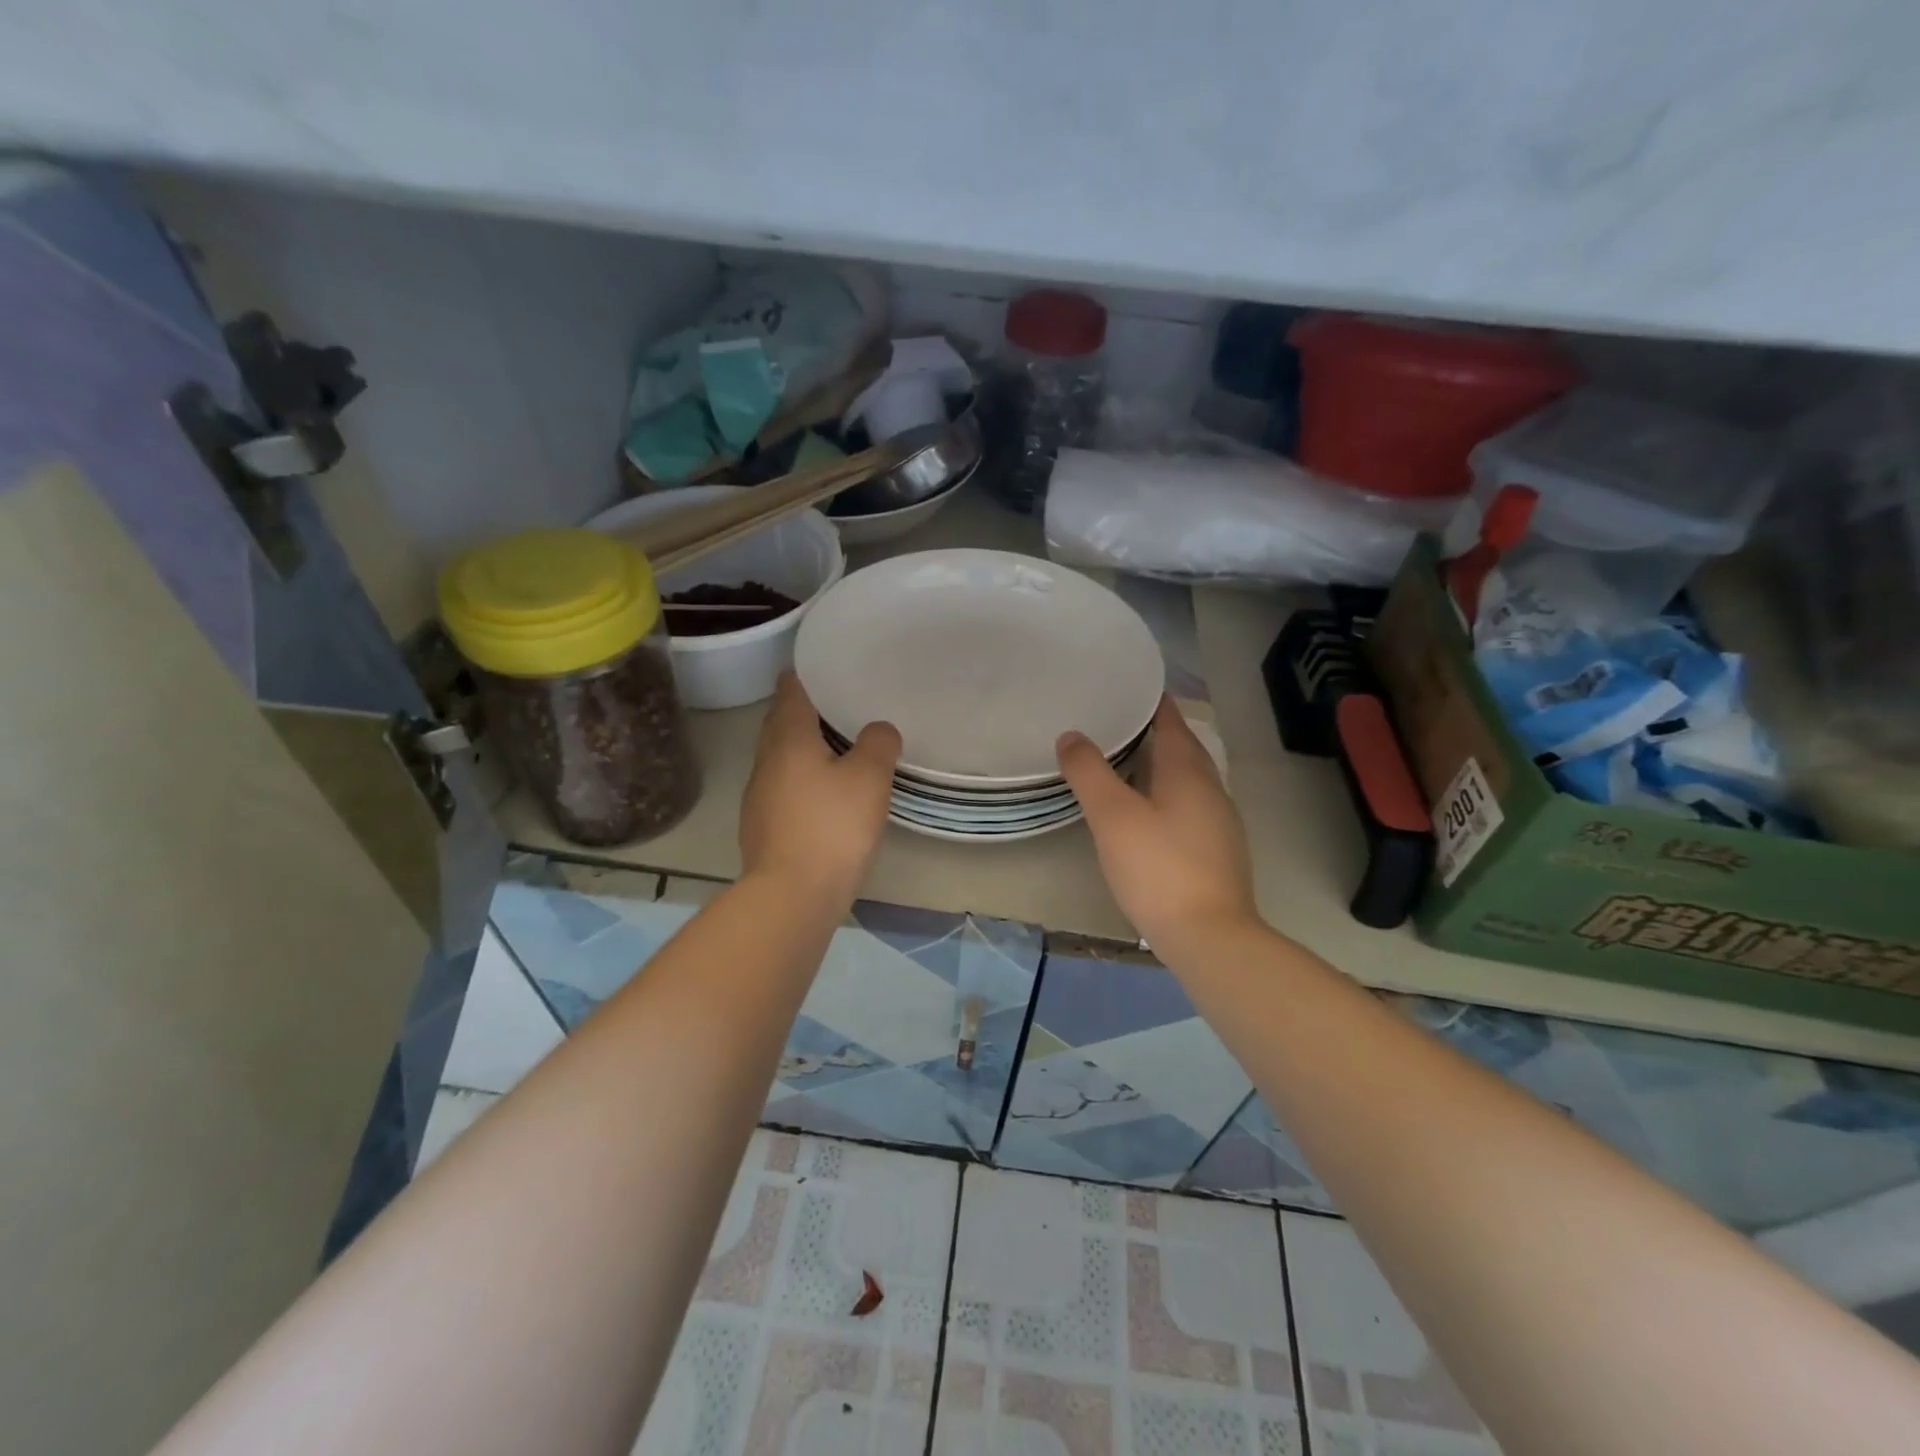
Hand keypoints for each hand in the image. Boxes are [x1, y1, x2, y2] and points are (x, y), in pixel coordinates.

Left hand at [740, 672, 901, 905]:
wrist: (792, 896)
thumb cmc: (831, 827)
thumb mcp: (869, 778)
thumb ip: (878, 744)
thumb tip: (878, 729)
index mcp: (788, 739)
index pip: (790, 692)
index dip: (804, 675)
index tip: (823, 666)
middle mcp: (766, 762)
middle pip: (781, 724)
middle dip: (804, 711)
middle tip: (837, 704)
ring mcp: (759, 797)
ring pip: (781, 759)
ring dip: (803, 748)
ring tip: (836, 746)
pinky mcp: (763, 828)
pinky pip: (784, 789)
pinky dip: (802, 780)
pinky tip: (824, 794)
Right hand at [1058, 698, 1257, 951]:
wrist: (1209, 937)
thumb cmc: (1158, 869)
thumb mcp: (1112, 816)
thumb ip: (1089, 772)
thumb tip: (1071, 735)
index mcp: (1188, 772)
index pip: (1173, 722)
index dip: (1154, 702)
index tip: (1130, 688)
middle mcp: (1211, 789)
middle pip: (1185, 748)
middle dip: (1157, 732)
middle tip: (1119, 722)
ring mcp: (1219, 822)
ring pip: (1189, 779)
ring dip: (1163, 764)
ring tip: (1127, 762)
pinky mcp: (1218, 851)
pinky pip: (1191, 805)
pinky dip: (1168, 794)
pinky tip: (1148, 813)